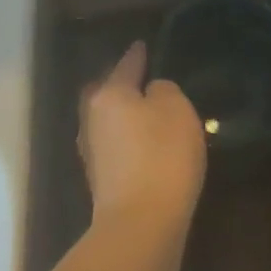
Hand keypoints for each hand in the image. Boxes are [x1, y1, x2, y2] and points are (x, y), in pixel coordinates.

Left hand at [81, 41, 206, 231]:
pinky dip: (126, 140)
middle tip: (138, 78)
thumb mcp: (177, 109)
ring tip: (144, 111)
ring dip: (122, 115)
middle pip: (104, 93)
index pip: (125, 65)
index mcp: (110, 94)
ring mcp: (93, 153)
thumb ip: (163, 91)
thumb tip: (151, 93)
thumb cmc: (161, 155)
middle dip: (118, 85)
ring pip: (106, 121)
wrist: (141, 225)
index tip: (142, 45)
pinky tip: (143, 144)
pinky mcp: (101, 182)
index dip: (137, 55)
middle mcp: (93, 119)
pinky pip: (114, 147)